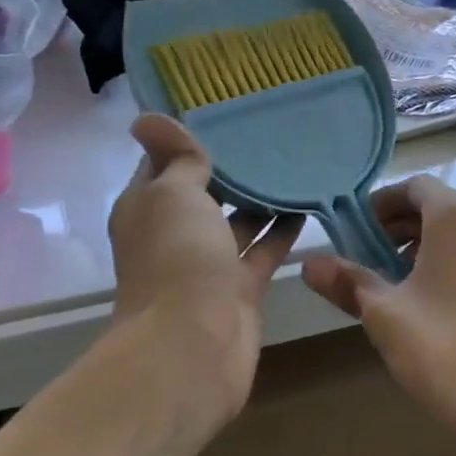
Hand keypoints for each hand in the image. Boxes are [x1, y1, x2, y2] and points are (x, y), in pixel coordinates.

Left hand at [109, 114, 301, 422]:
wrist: (192, 345)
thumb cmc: (176, 257)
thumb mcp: (172, 193)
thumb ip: (177, 158)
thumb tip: (146, 116)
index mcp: (148, 207)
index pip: (165, 162)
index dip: (188, 138)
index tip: (224, 110)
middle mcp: (175, 234)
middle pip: (205, 193)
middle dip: (232, 168)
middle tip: (271, 131)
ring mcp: (208, 264)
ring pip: (238, 222)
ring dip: (261, 198)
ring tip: (296, 163)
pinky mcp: (240, 288)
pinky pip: (264, 250)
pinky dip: (282, 230)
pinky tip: (309, 204)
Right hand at [300, 175, 455, 441]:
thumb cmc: (452, 351)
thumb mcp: (387, 317)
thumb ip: (348, 282)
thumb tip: (308, 263)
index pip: (410, 187)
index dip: (376, 206)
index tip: (350, 235)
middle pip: (433, 207)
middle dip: (393, 229)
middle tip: (362, 263)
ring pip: (454, 233)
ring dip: (418, 248)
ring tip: (391, 287)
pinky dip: (446, 264)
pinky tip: (428, 306)